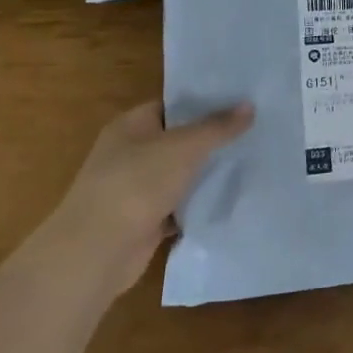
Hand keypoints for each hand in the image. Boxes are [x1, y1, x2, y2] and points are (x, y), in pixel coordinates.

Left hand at [49, 100, 252, 300]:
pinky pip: (180, 205)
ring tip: (252, 161)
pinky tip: (231, 198)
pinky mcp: (146, 220)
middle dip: (213, 138)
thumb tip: (250, 105)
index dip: (205, 101)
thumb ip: (218, 127)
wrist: (98, 251)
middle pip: (179, 139)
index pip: (172, 105)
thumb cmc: (137, 184)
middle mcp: (130, 153)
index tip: (241, 101)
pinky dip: (200, 204)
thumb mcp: (184, 147)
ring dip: (208, 173)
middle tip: (255, 130)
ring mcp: (136, 189)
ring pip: (181, 174)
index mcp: (131, 126)